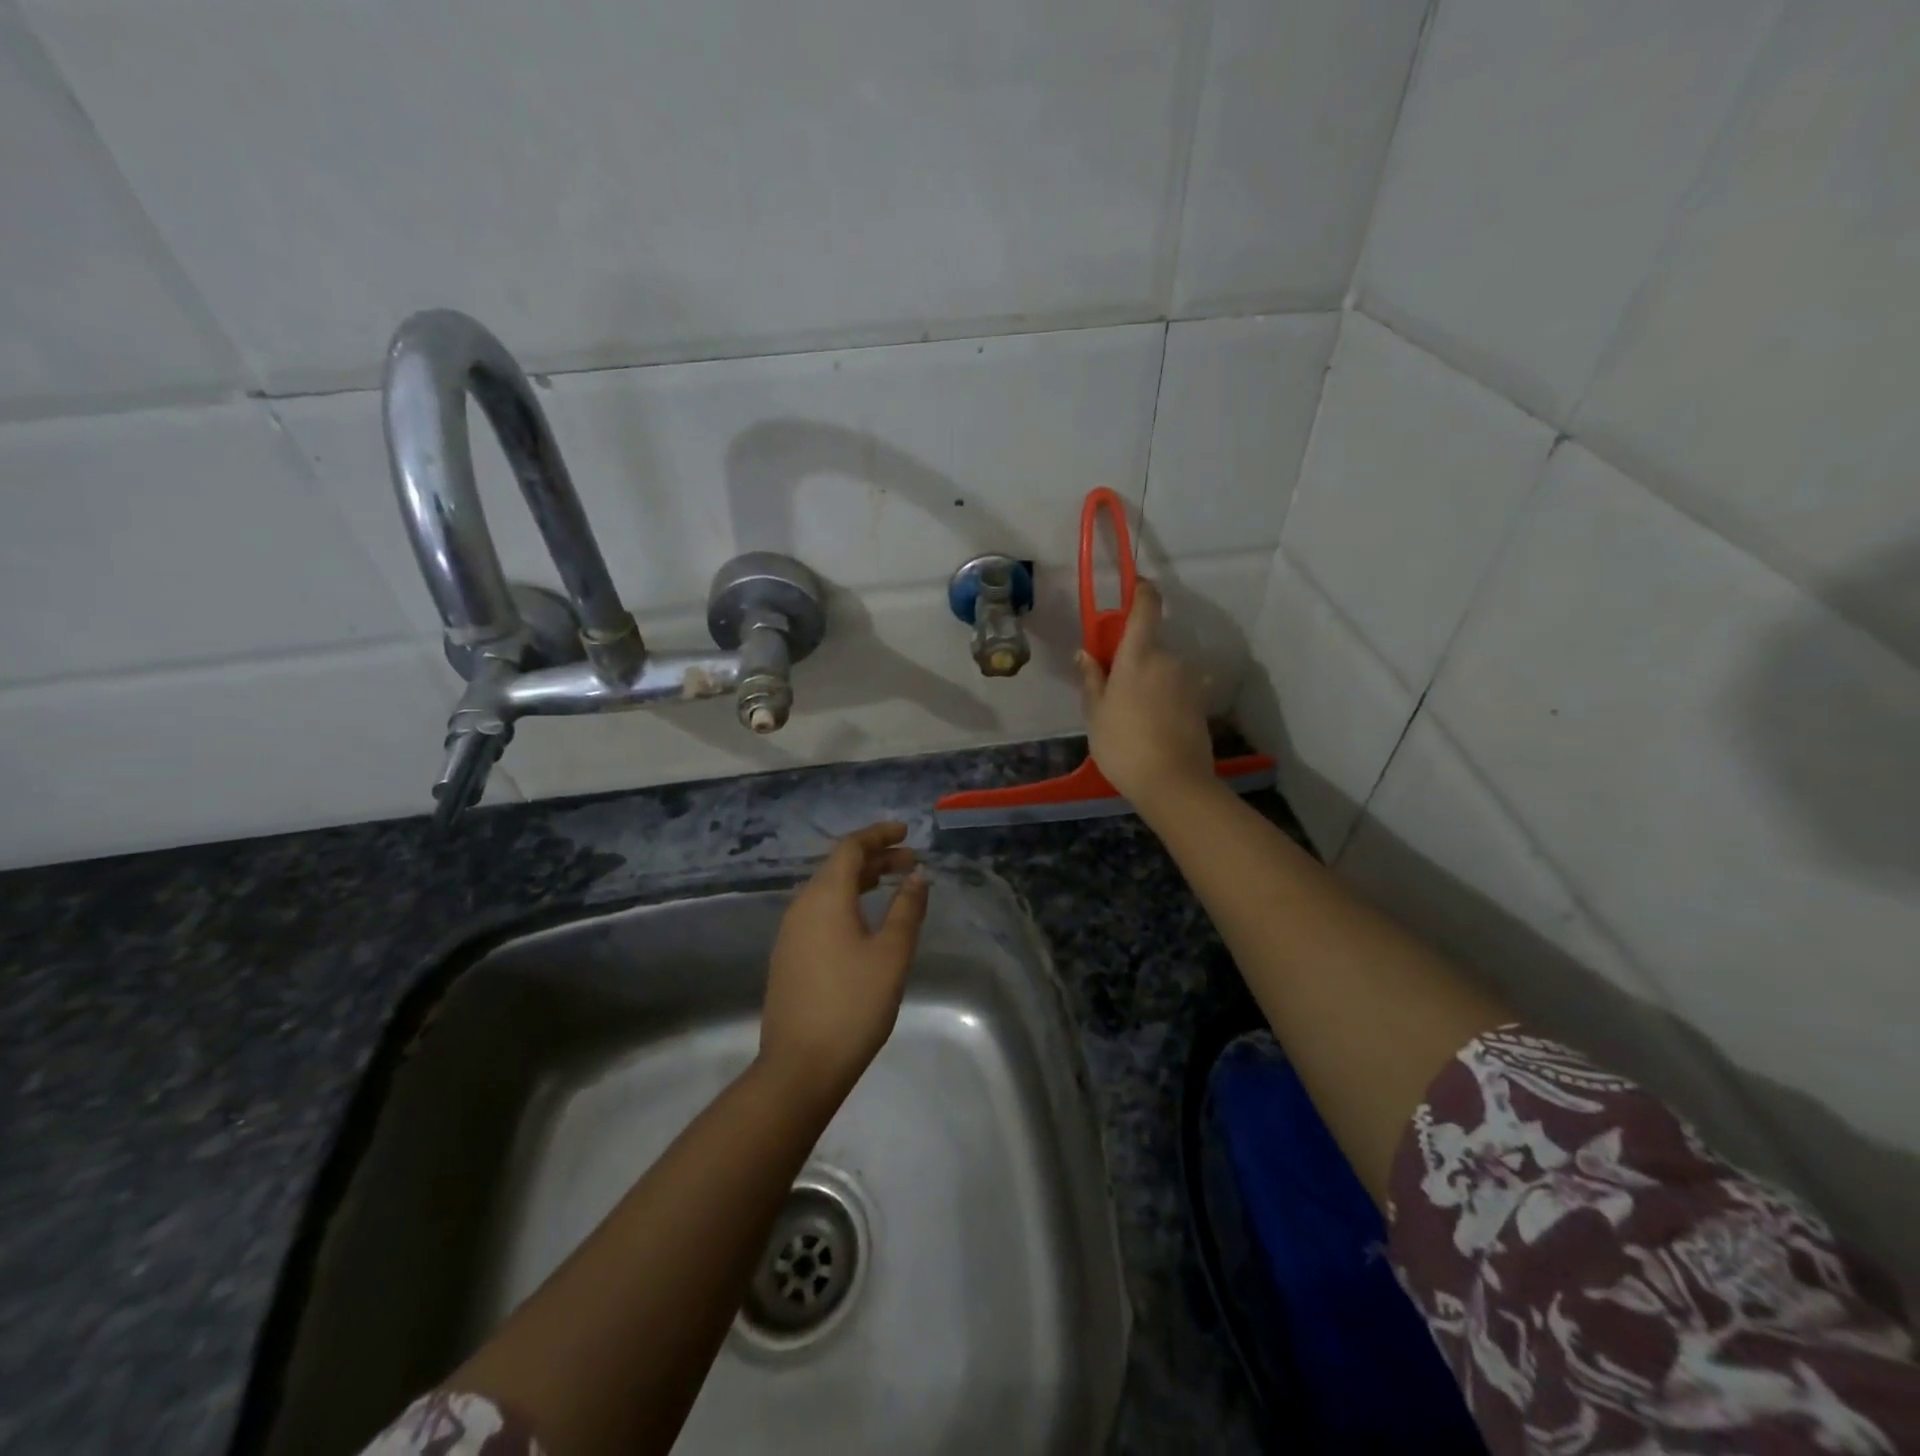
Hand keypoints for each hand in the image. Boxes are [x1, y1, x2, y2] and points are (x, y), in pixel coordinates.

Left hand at [759, 822, 929, 1101]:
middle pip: (839, 867)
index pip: (851, 848)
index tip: (906, 833)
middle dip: (876, 858)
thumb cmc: (853, 1004)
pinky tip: (866, 921)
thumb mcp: (891, 954)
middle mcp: (802, 906)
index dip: (879, 835)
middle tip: (911, 862)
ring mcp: (791, 933)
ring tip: (894, 885)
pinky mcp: (789, 956)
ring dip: (862, 881)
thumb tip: (917, 875)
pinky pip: (820, 912)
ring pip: (829, 890)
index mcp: (825, 897)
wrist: (800, 1066)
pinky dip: (848, 902)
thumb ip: (906, 909)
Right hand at [1078, 581, 1216, 815]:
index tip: (1132, 587)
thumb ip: (1091, 678)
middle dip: (1132, 656)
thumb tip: (1086, 652)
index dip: (1140, 591)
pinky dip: (1162, 697)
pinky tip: (1150, 725)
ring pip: (1163, 668)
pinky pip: (1175, 688)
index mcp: (1140, 654)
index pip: (1146, 606)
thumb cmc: (1123, 744)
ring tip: (1130, 713)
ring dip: (1148, 679)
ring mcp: (1190, 680)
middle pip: (1150, 644)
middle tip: (1111, 686)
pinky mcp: (1201, 702)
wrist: (1173, 783)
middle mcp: (1170, 658)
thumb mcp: (1095, 713)